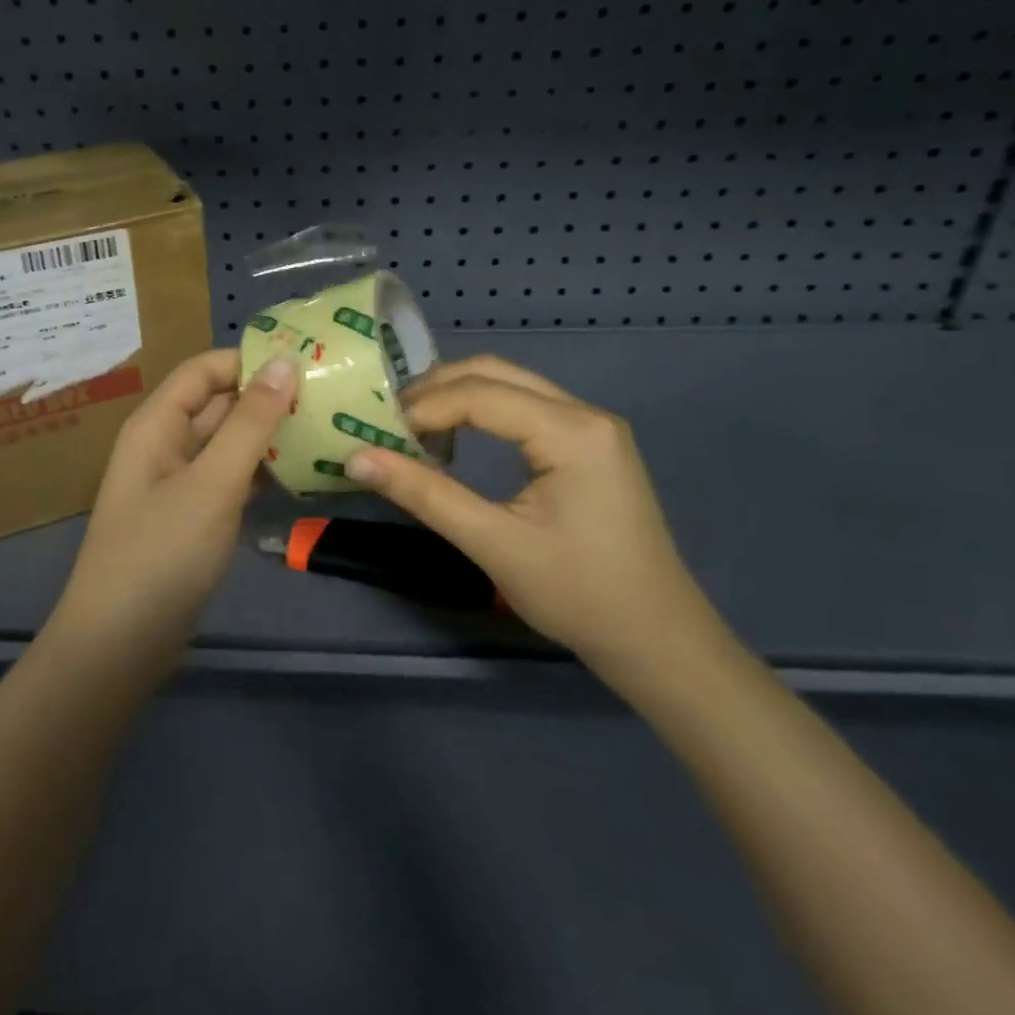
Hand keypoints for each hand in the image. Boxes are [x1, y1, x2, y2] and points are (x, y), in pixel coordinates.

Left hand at [54, 350, 295, 659]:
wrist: (120, 645)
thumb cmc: (162, 553)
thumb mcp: (212, 483)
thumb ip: (250, 423)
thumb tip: (283, 363)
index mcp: (157, 424)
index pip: (204, 370)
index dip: (249, 360)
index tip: (306, 360)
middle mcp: (165, 444)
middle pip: (218, 404)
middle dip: (267, 396)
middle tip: (328, 394)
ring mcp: (179, 482)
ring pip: (228, 443)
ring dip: (269, 435)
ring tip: (326, 425)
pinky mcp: (193, 516)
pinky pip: (230, 478)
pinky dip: (260, 471)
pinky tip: (302, 471)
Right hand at [345, 355, 728, 682]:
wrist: (659, 641)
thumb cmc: (580, 595)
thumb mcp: (495, 545)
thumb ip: (425, 495)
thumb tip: (356, 457)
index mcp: (571, 431)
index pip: (478, 393)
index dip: (422, 408)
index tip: (376, 432)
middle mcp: (585, 413)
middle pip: (493, 373)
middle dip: (435, 390)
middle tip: (387, 420)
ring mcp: (592, 426)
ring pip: (509, 385)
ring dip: (456, 397)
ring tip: (412, 429)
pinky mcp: (590, 444)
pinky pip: (525, 407)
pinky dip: (482, 412)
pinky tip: (456, 439)